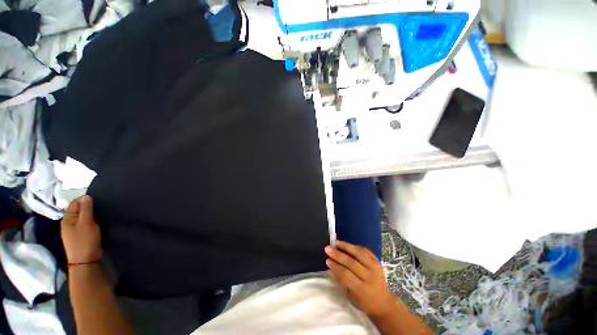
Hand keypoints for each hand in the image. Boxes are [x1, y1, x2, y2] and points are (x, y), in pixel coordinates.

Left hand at [61, 196, 102, 263]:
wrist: (86, 261)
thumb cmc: (85, 240)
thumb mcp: (86, 222)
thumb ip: (86, 209)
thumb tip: (86, 196)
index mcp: (67, 218)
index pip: (75, 203)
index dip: (85, 200)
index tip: (98, 200)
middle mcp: (69, 222)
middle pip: (79, 210)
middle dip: (89, 208)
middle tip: (102, 207)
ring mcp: (74, 230)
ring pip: (84, 217)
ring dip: (92, 215)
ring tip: (102, 214)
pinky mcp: (82, 235)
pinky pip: (87, 224)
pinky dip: (92, 221)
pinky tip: (99, 223)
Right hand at [325, 240, 395, 316]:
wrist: (383, 302)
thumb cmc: (363, 302)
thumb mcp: (350, 297)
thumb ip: (341, 281)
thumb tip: (331, 266)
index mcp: (363, 290)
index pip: (347, 275)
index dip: (336, 267)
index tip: (327, 260)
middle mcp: (370, 277)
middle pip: (352, 263)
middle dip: (338, 255)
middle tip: (328, 249)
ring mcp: (375, 268)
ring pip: (359, 254)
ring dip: (346, 246)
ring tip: (336, 242)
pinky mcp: (377, 261)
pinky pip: (365, 251)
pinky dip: (355, 246)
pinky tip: (347, 244)